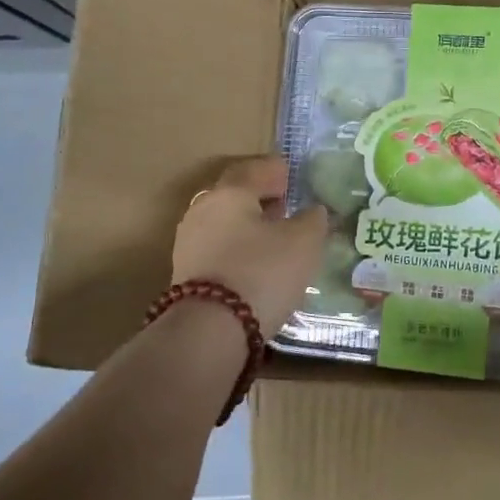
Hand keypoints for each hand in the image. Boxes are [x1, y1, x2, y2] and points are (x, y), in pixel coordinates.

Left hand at [173, 156, 327, 333]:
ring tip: (276, 237)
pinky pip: (219, 250)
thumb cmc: (262, 271)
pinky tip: (258, 263)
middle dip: (260, 197)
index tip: (291, 174)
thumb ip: (312, 220)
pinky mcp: (187, 274)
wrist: (211, 330)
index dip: (275, 170)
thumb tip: (313, 210)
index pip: (253, 169)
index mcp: (229, 193)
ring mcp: (189, 243)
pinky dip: (240, 249)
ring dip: (250, 225)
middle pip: (235, 195)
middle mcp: (203, 210)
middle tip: (285, 204)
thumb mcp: (304, 242)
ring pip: (226, 224)